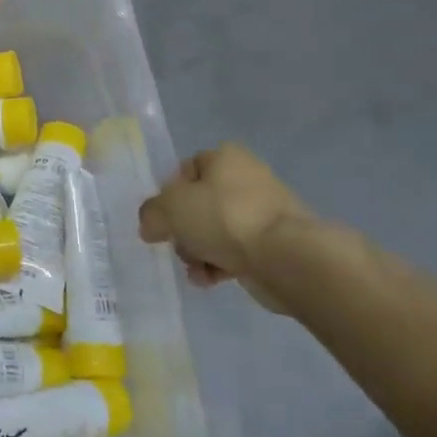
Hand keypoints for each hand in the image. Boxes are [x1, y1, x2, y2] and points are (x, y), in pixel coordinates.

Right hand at [138, 145, 308, 298]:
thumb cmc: (224, 218)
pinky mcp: (274, 243)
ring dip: (198, 251)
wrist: (286, 257)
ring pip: (215, 230)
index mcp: (224, 157)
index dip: (168, 194)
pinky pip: (236, 252)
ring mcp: (263, 212)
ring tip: (196, 268)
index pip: (186, 170)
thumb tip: (151, 226)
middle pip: (199, 204)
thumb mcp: (169, 209)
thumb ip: (151, 214)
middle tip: (179, 244)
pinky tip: (211, 279)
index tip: (163, 217)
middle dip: (184, 229)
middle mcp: (246, 178)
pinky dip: (220, 265)